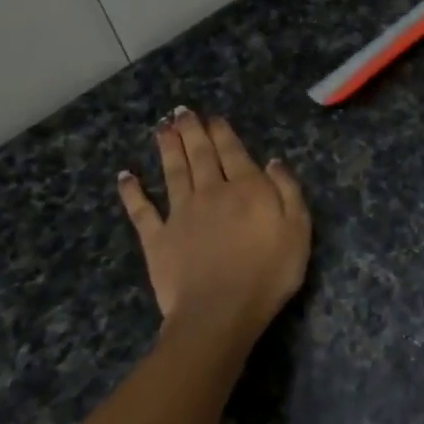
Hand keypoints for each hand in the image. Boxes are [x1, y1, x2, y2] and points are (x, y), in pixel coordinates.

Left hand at [118, 110, 310, 345]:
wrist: (220, 311)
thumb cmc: (268, 273)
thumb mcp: (298, 230)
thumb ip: (287, 191)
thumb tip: (273, 161)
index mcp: (246, 188)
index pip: (232, 152)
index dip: (222, 132)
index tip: (212, 116)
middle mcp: (210, 192)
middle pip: (199, 154)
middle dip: (191, 130)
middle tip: (181, 111)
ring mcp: (180, 214)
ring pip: (172, 172)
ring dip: (166, 148)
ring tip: (161, 128)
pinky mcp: (156, 238)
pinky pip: (141, 210)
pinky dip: (132, 191)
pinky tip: (126, 175)